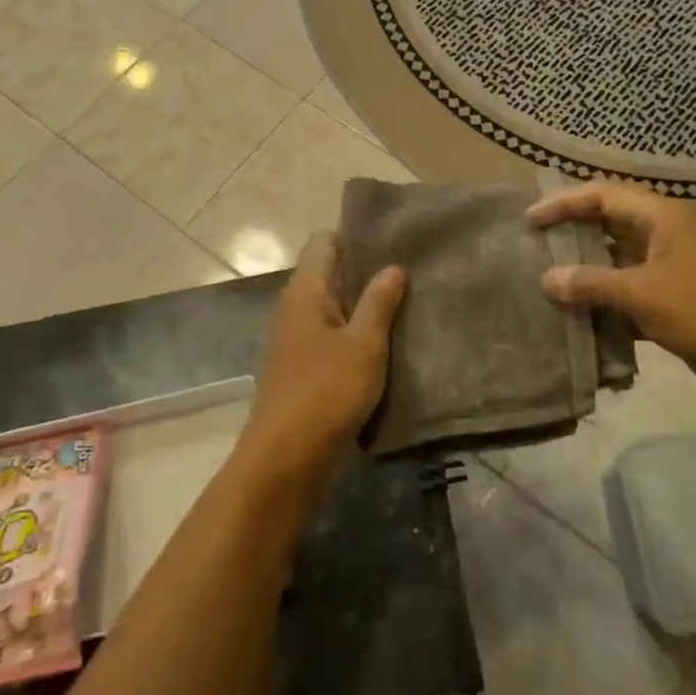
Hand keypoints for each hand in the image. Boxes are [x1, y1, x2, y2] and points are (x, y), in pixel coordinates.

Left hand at [239, 233, 405, 482]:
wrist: (285, 460)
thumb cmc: (326, 392)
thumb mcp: (363, 344)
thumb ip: (379, 302)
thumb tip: (392, 266)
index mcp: (305, 291)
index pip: (324, 241)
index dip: (355, 234)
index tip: (393, 237)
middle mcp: (295, 307)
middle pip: (330, 272)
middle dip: (366, 269)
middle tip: (411, 268)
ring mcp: (296, 338)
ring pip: (334, 306)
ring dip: (364, 304)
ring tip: (406, 301)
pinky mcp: (303, 367)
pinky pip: (332, 335)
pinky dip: (356, 331)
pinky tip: (386, 340)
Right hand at [528, 181, 695, 409]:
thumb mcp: (645, 294)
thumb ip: (593, 284)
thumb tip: (547, 279)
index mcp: (661, 217)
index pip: (602, 195)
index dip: (563, 203)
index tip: (529, 221)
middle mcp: (662, 235)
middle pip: (606, 224)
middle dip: (570, 234)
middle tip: (532, 248)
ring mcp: (667, 268)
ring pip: (614, 260)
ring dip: (584, 271)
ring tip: (544, 282)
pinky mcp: (670, 301)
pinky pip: (626, 292)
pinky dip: (602, 301)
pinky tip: (575, 317)